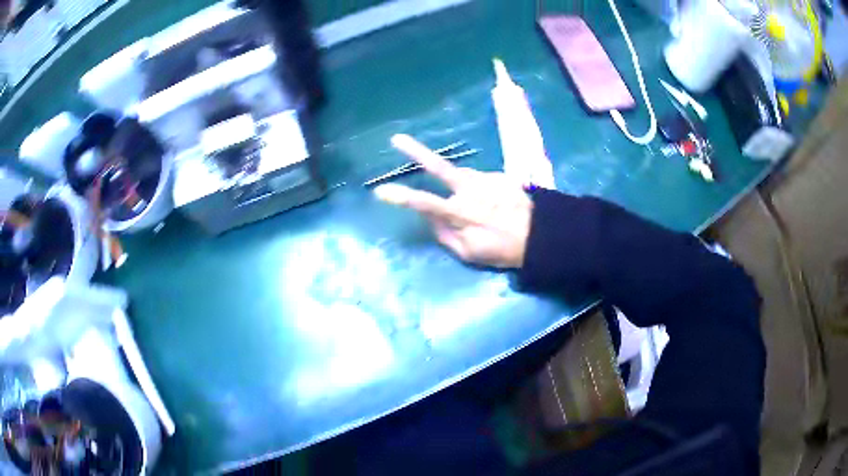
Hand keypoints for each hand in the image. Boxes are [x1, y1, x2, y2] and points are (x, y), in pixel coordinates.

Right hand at [374, 134, 533, 268]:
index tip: (380, 191)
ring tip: (477, 205)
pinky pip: (479, 180)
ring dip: (458, 185)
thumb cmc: (502, 250)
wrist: (541, 236)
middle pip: (439, 168)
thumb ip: (444, 235)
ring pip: (461, 175)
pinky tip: (491, 203)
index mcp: (461, 213)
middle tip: (397, 139)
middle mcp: (471, 190)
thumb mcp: (469, 254)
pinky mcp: (499, 175)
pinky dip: (479, 190)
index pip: (423, 202)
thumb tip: (428, 218)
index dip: (400, 197)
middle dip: (416, 152)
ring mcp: (486, 179)